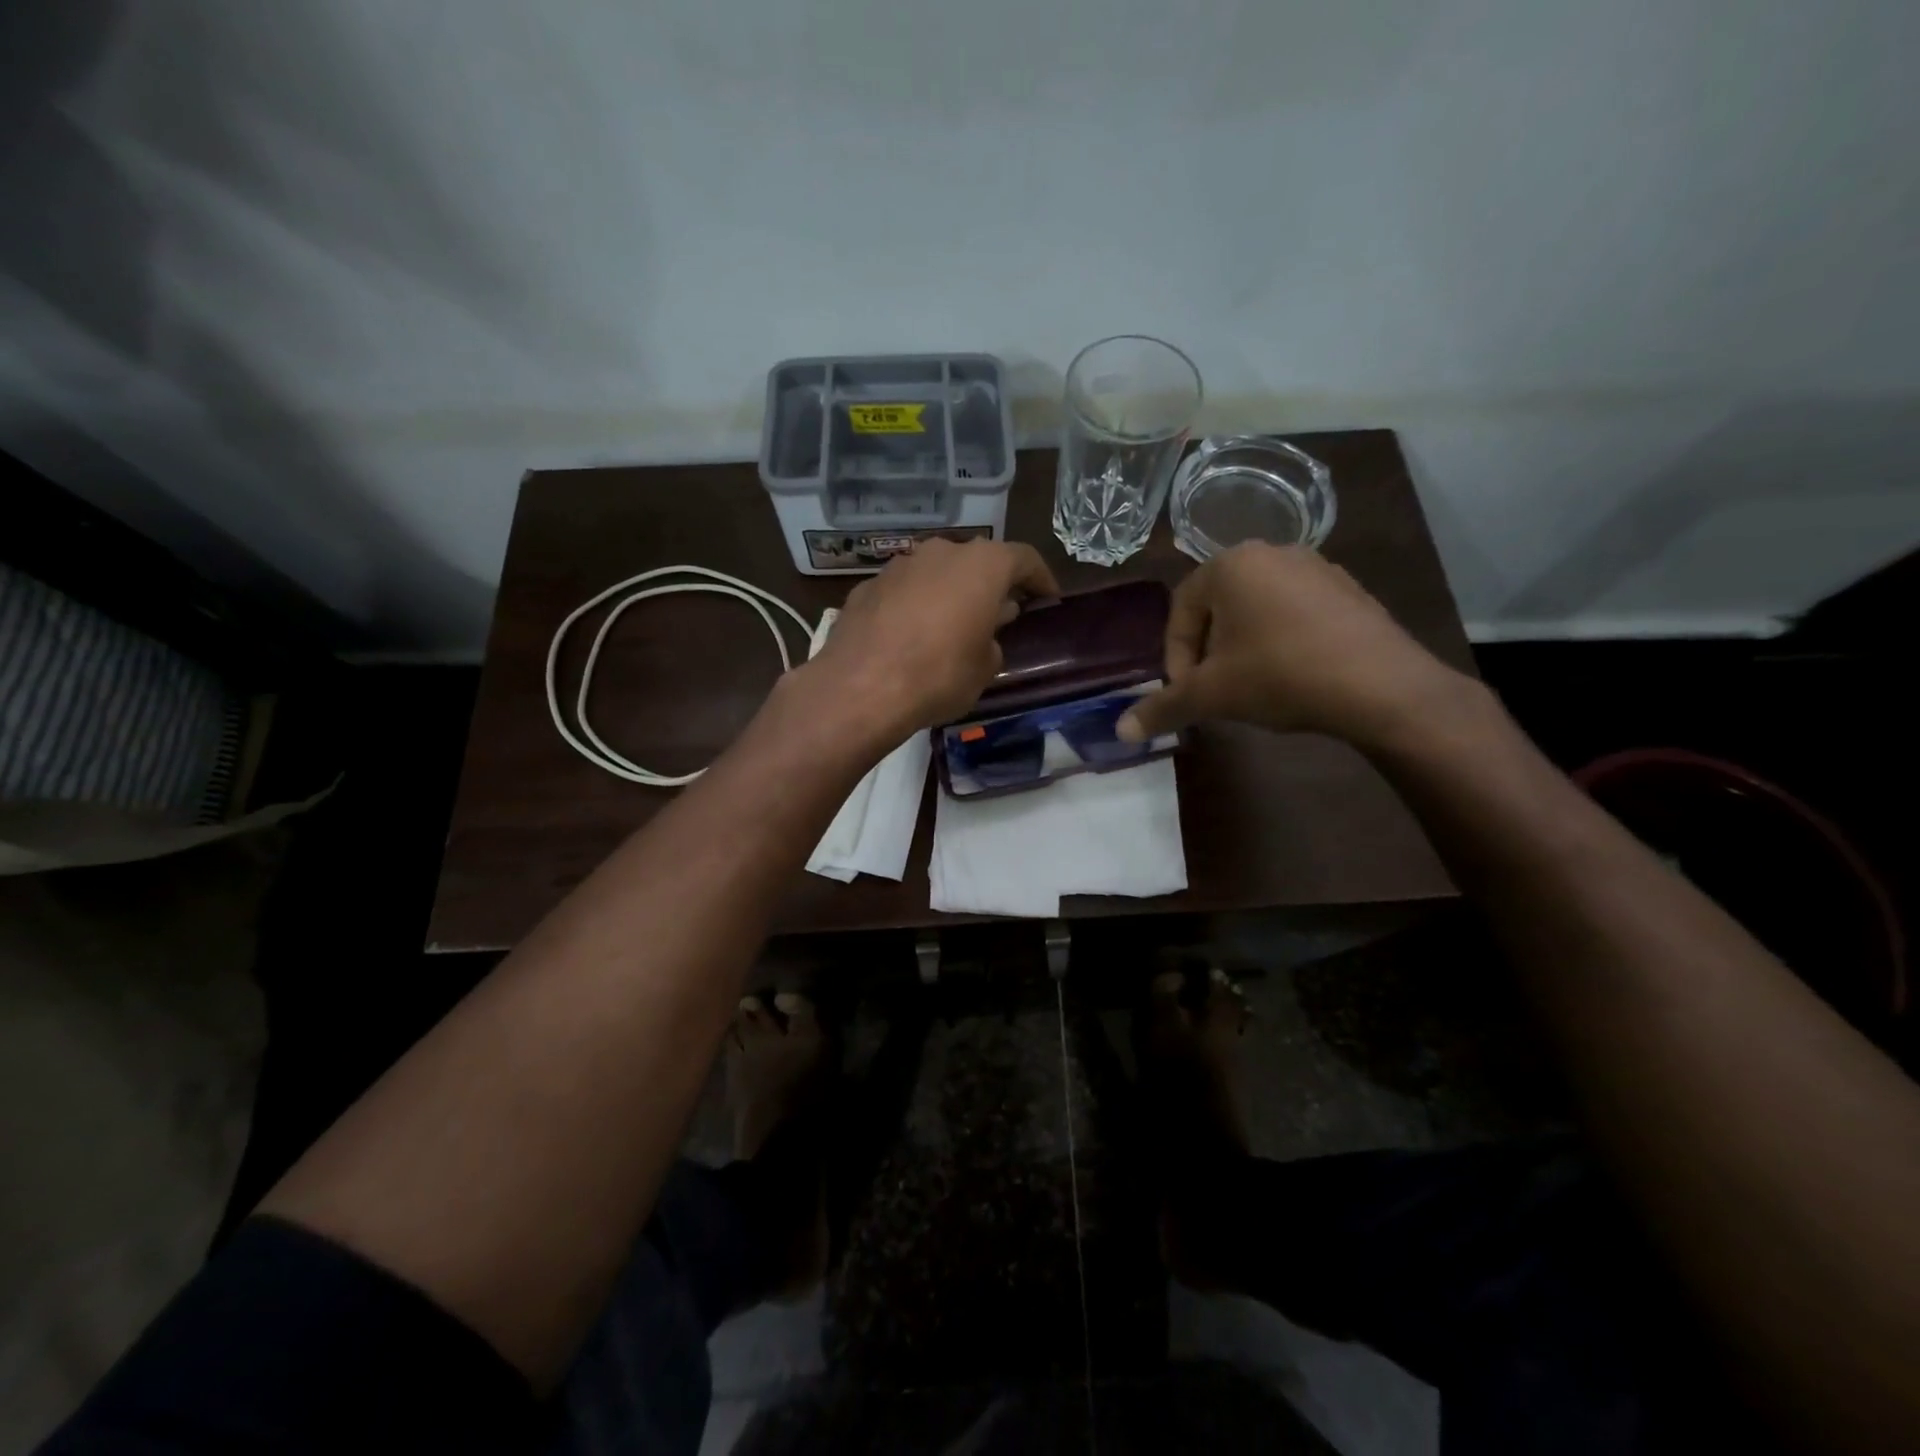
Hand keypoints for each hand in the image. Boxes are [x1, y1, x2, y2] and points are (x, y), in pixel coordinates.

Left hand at [805, 537, 1060, 741]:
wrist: (861, 687)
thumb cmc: (939, 675)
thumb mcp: (984, 668)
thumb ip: (992, 642)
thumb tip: (984, 632)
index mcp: (982, 565)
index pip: (1023, 559)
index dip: (1040, 578)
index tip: (1048, 597)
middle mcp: (941, 552)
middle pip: (976, 562)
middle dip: (990, 585)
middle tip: (999, 613)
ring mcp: (899, 565)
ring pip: (936, 572)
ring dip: (949, 592)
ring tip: (952, 624)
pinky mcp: (867, 586)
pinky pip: (904, 591)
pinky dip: (914, 605)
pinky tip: (911, 635)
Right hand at [1116, 543, 1471, 748]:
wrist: (1380, 686)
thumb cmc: (1279, 675)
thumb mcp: (1210, 695)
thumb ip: (1162, 708)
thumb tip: (1120, 732)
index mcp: (1230, 564)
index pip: (1180, 610)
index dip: (1174, 657)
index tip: (1185, 693)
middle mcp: (1272, 552)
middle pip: (1218, 608)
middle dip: (1208, 652)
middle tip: (1214, 691)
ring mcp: (1317, 568)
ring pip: (1257, 611)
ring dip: (1243, 648)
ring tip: (1252, 687)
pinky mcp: (1350, 590)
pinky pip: (1296, 614)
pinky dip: (1282, 642)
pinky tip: (1293, 677)